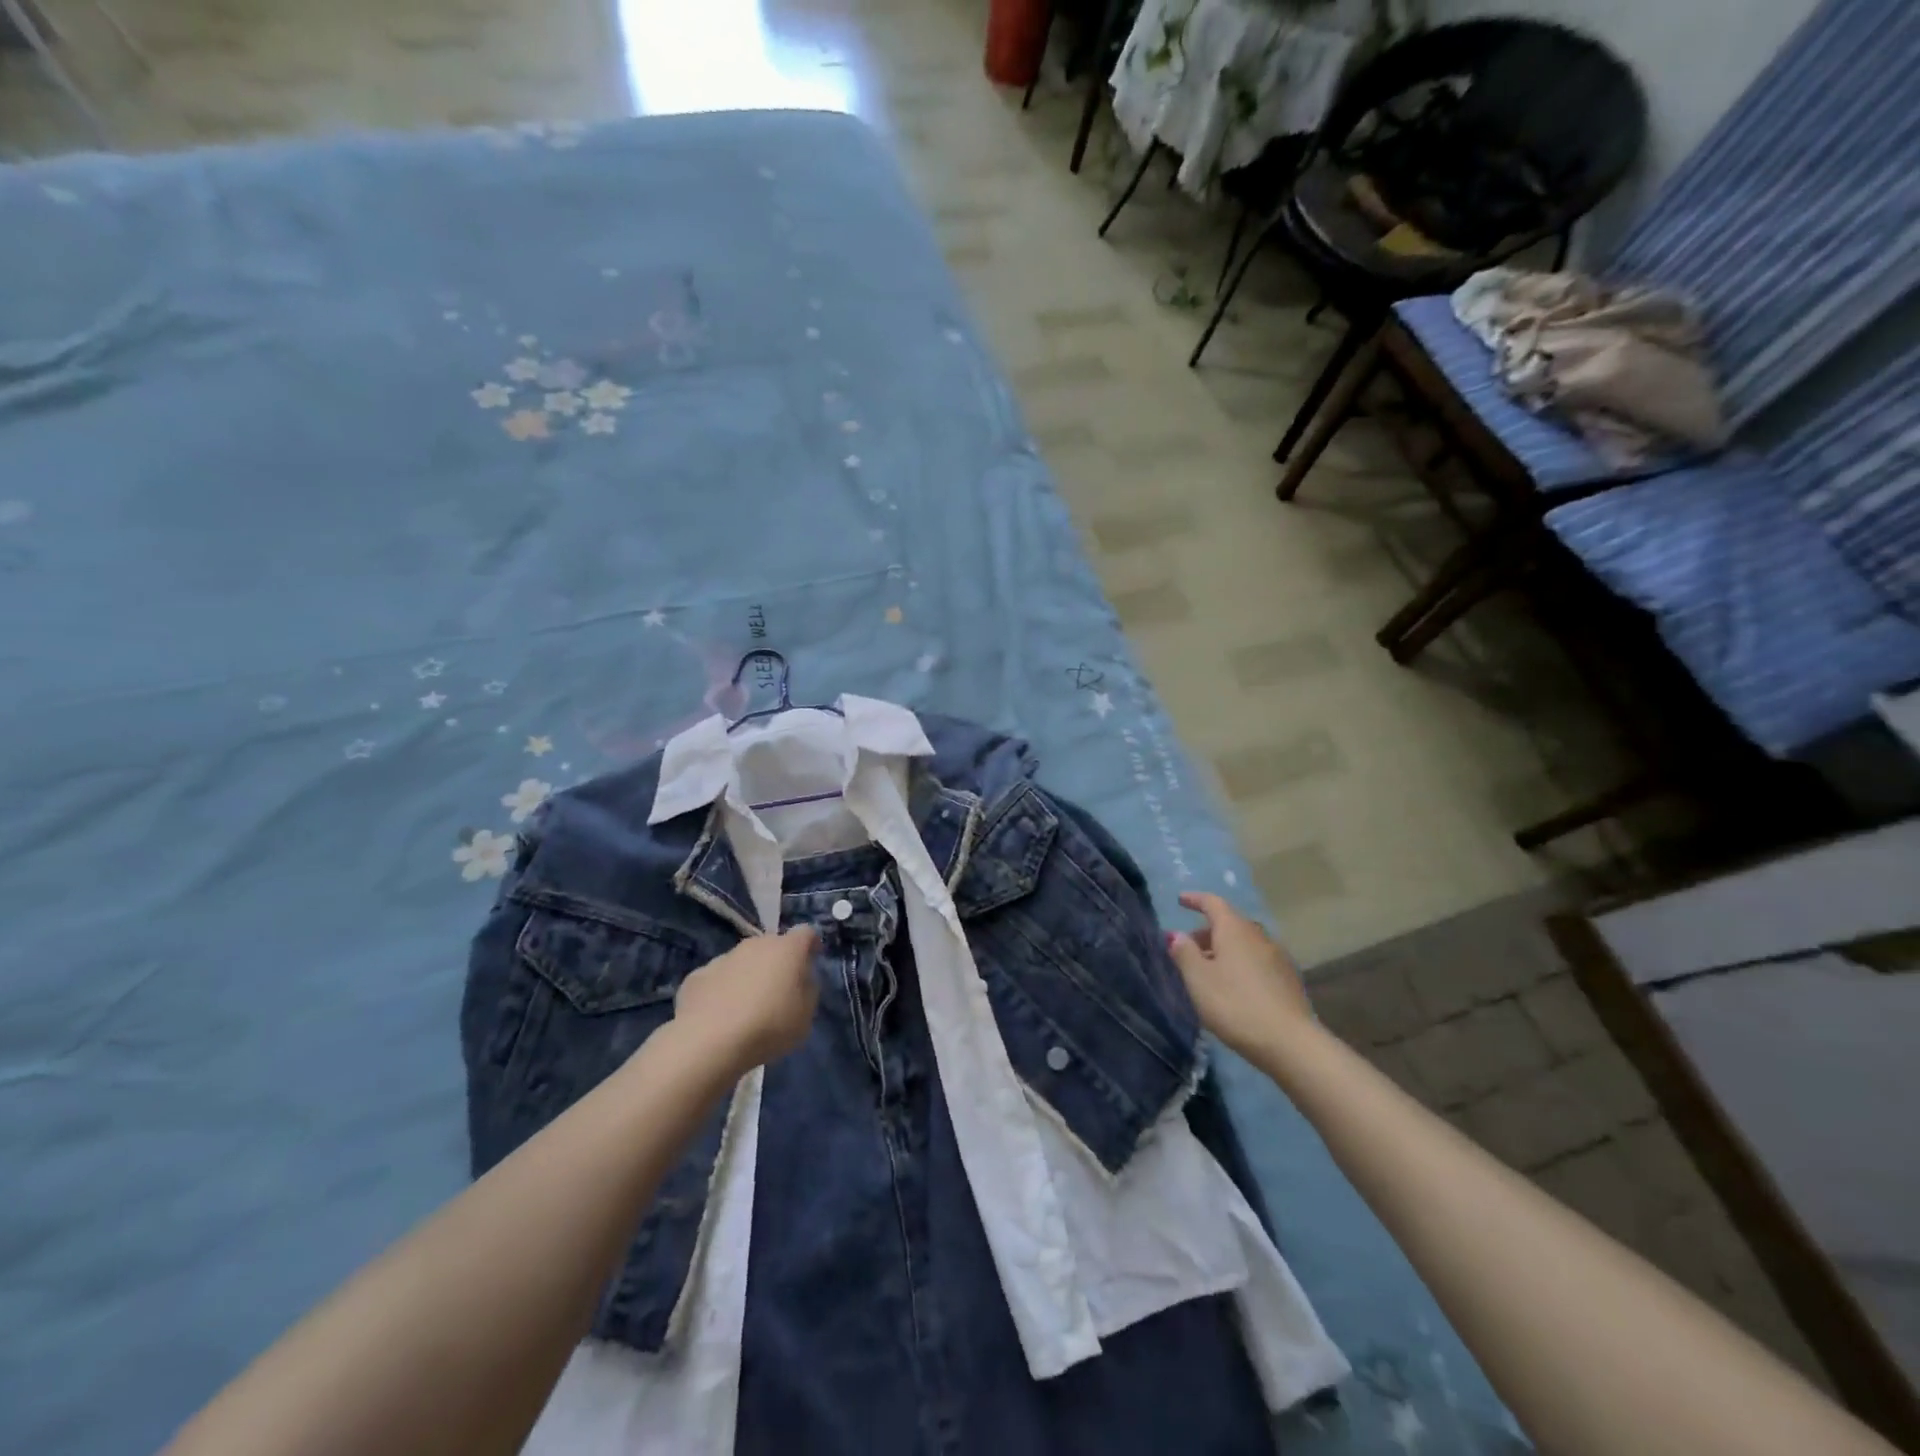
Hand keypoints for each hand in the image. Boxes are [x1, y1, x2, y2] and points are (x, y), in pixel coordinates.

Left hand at [672, 926, 819, 1075]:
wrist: (709, 1041)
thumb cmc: (768, 1026)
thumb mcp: (805, 1016)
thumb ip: (808, 990)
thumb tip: (801, 979)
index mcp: (787, 949)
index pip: (806, 933)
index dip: (811, 944)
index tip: (812, 959)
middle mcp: (755, 945)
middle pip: (772, 945)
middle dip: (778, 962)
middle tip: (779, 989)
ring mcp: (723, 958)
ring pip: (743, 960)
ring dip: (748, 975)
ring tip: (747, 1006)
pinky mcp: (697, 976)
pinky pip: (717, 978)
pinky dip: (722, 990)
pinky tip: (720, 1014)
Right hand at [1166, 892, 1310, 1059]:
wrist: (1291, 1043)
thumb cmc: (1235, 1005)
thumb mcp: (1199, 980)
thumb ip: (1184, 953)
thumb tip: (1177, 934)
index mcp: (1234, 930)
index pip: (1213, 903)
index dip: (1195, 899)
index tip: (1181, 900)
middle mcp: (1258, 936)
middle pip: (1230, 923)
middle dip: (1207, 931)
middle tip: (1189, 947)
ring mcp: (1278, 957)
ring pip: (1245, 943)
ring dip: (1224, 949)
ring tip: (1209, 970)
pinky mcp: (1289, 979)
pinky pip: (1257, 960)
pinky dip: (1241, 963)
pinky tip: (1235, 986)